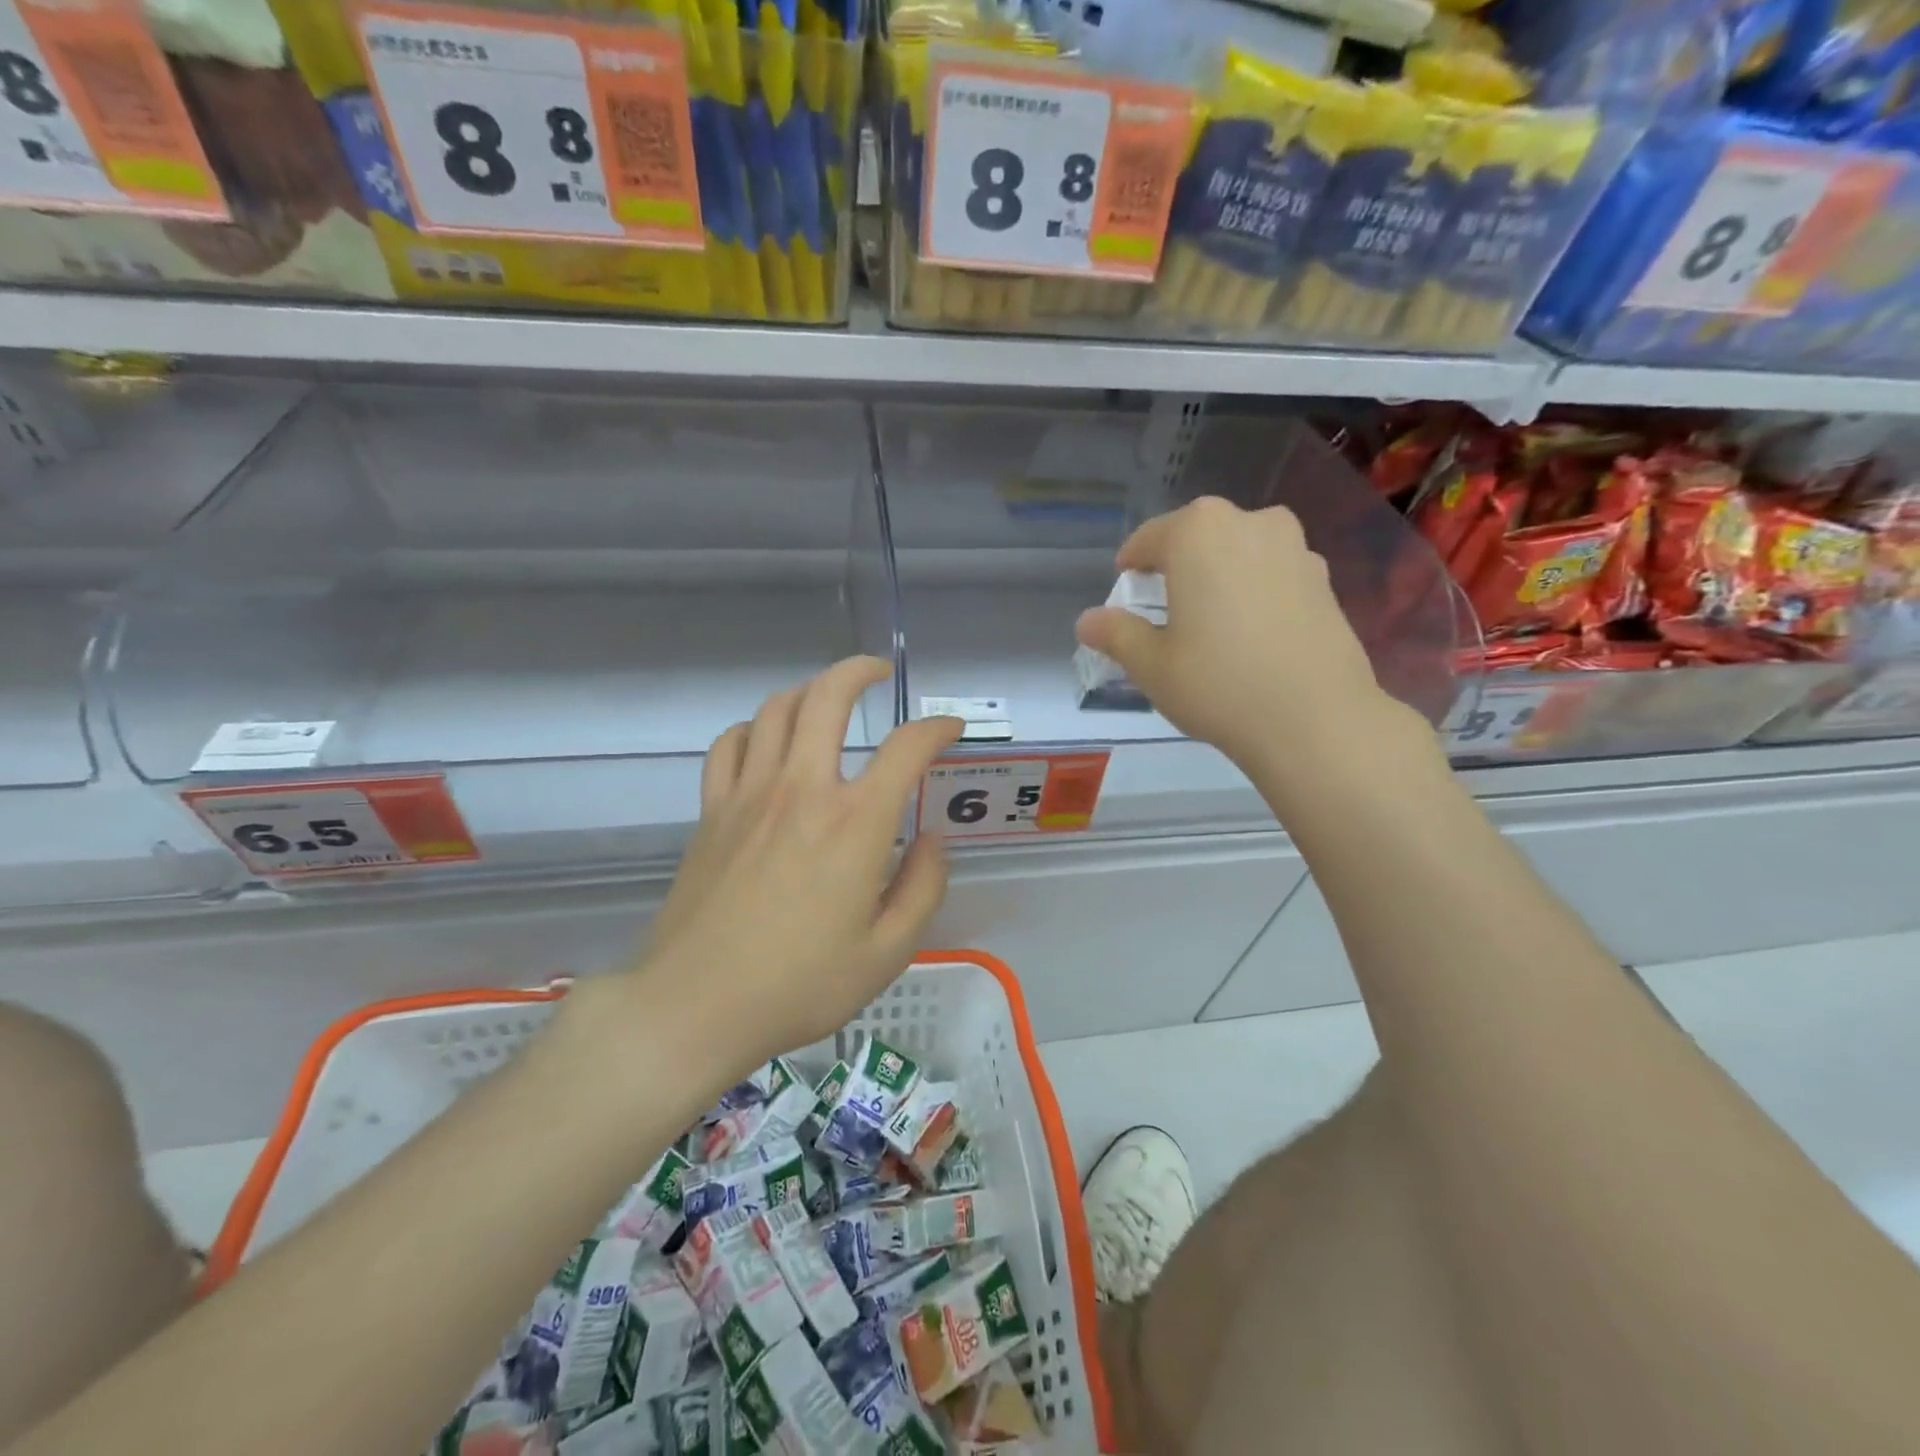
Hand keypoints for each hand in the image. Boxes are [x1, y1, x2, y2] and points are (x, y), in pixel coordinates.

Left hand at [639, 657, 964, 1073]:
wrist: (694, 1006)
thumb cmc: (799, 985)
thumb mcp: (886, 953)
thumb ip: (923, 888)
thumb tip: (931, 840)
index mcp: (854, 823)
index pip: (907, 748)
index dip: (936, 727)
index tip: (950, 728)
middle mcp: (802, 790)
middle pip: (827, 697)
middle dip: (858, 671)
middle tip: (877, 671)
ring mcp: (749, 794)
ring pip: (776, 709)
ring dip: (807, 691)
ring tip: (826, 701)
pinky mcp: (712, 810)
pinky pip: (730, 743)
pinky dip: (753, 728)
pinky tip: (766, 742)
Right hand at [1074, 498, 1407, 776]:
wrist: (1314, 719)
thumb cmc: (1217, 683)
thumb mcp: (1150, 664)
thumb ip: (1116, 634)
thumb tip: (1087, 621)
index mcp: (1198, 532)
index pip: (1150, 538)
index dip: (1132, 562)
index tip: (1125, 584)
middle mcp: (1250, 523)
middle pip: (1199, 536)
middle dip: (1178, 564)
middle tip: (1164, 603)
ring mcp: (1295, 548)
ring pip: (1241, 551)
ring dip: (1220, 573)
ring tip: (1210, 617)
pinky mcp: (1325, 579)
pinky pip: (1274, 574)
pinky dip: (1255, 591)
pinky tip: (1251, 632)